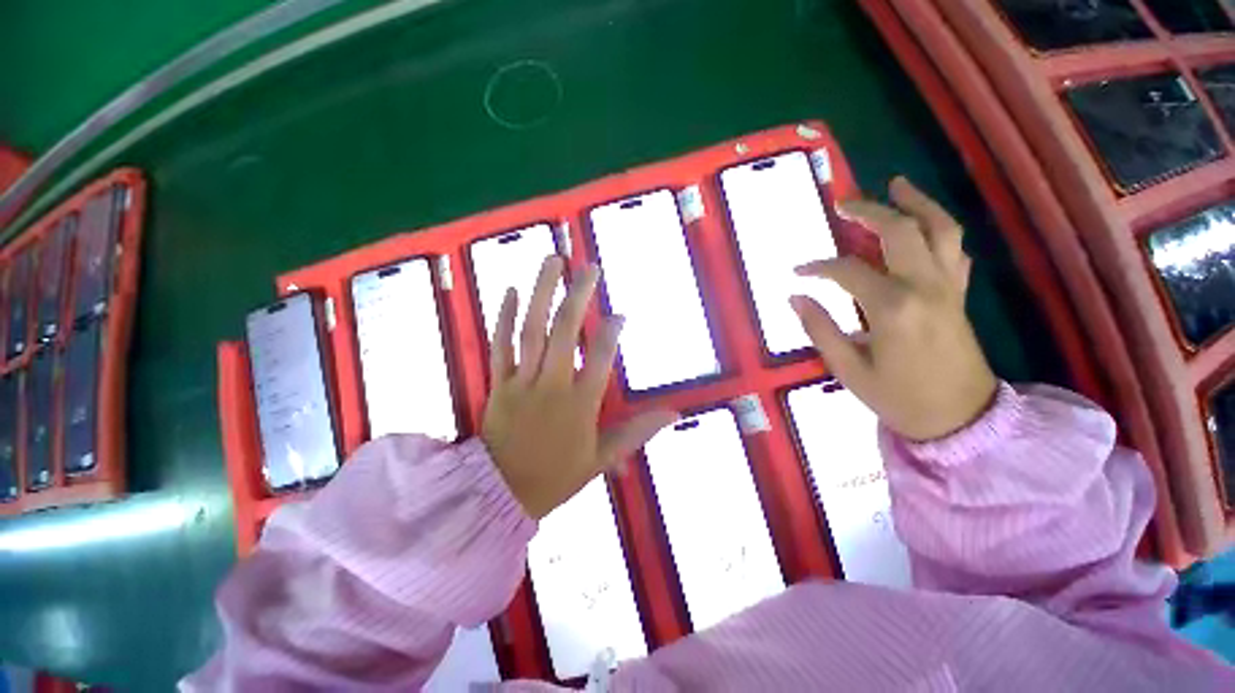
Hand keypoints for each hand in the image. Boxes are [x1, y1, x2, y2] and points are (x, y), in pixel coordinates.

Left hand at [481, 256, 677, 518]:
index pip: (600, 359)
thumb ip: (638, 432)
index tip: (621, 314)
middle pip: (564, 333)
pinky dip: (504, 317)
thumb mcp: (603, 459)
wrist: (501, 494)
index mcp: (579, 405)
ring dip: (541, 293)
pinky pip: (499, 345)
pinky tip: (511, 291)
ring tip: (552, 261)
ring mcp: (521, 381)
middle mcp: (551, 385)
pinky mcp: (498, 383)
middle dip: (578, 296)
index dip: (612, 333)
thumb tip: (675, 414)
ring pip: (531, 331)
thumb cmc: (557, 475)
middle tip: (589, 267)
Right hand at [791, 177, 996, 440]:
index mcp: (893, 308)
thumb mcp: (848, 369)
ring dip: (917, 202)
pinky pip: (955, 249)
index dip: (818, 267)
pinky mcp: (960, 294)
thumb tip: (795, 297)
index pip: (848, 271)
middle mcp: (925, 286)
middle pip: (900, 231)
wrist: (960, 419)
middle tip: (843, 203)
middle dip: (869, 211)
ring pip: (940, 228)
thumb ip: (820, 329)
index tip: (797, 271)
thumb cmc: (898, 398)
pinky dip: (939, 229)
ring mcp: (949, 286)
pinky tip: (924, 223)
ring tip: (896, 185)